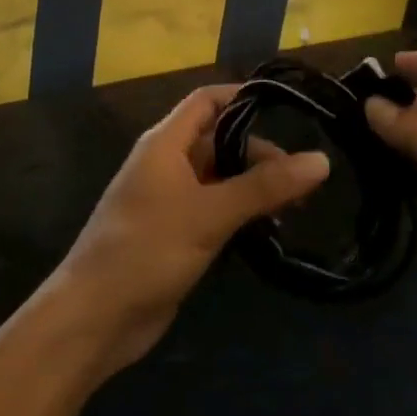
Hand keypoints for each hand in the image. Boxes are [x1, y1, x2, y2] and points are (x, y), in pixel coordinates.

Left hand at [51, 86, 330, 377]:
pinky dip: (240, 213)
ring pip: (219, 178)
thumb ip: (263, 186)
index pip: (207, 101)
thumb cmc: (147, 250)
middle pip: (219, 141)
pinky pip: (214, 209)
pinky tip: (270, 231)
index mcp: (165, 143)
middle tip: (305, 179)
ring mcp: (169, 200)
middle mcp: (167, 164)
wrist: (95, 317)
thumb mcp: (209, 213)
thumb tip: (321, 160)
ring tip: (297, 208)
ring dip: (254, 186)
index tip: (289, 109)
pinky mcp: (175, 233)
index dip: (244, 98)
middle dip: (260, 153)